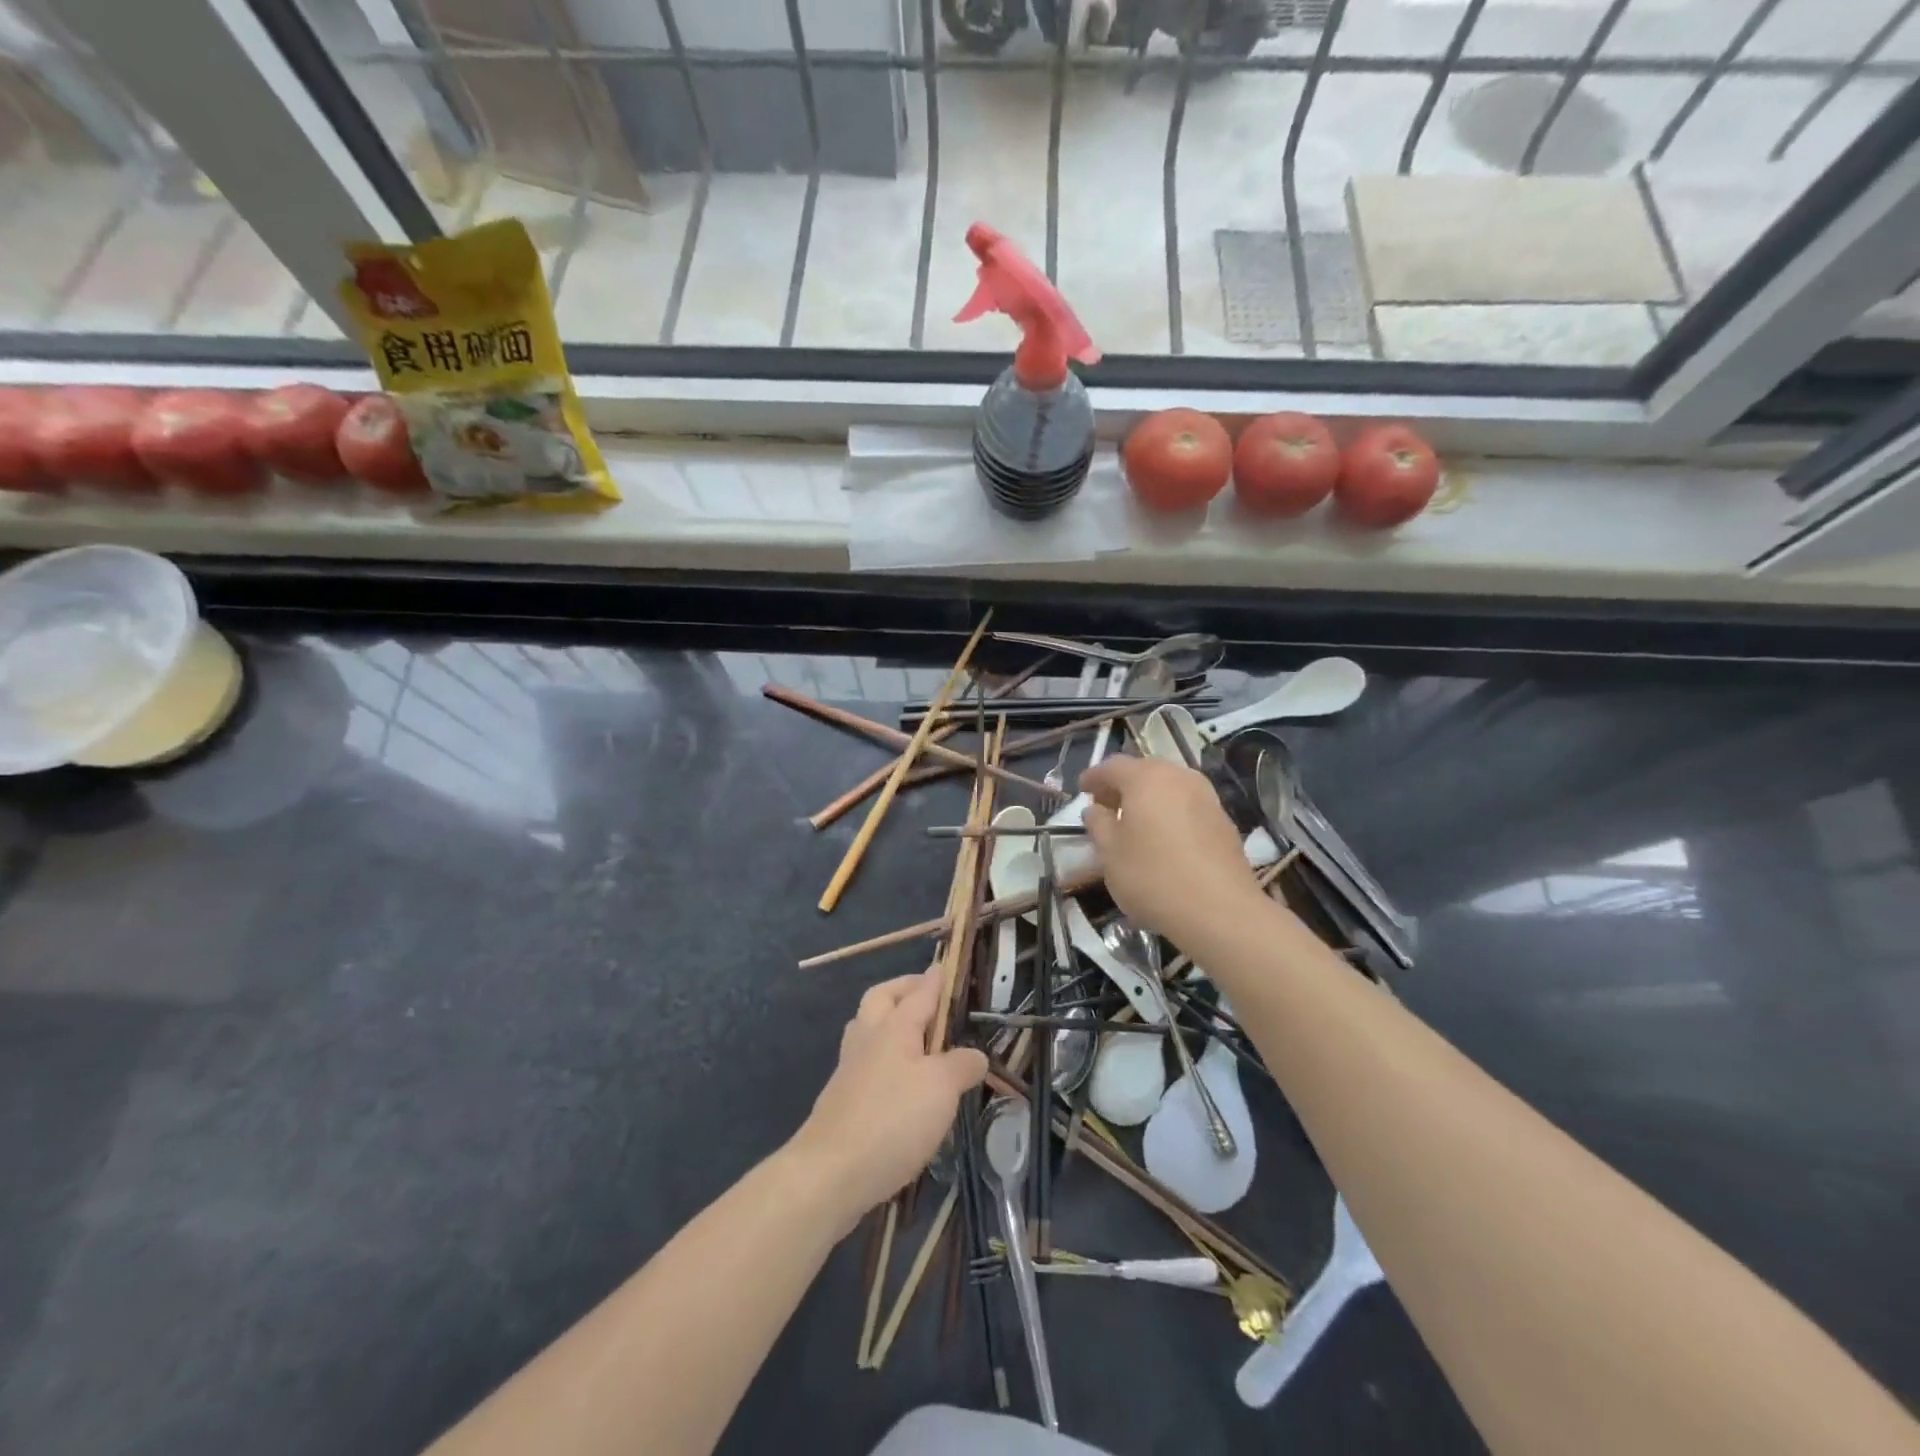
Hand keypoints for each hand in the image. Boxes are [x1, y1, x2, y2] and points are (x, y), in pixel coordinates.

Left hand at [790, 968, 986, 1232]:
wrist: (829, 1173)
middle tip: (928, 996)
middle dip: (904, 989)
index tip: (945, 966)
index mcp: (893, 1025)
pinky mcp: (841, 1098)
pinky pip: (864, 1061)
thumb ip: (962, 1065)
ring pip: (867, 1027)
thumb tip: (975, 1055)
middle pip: (881, 998)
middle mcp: (868, 1037)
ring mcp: (849, 1068)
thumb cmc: (892, 1120)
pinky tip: (899, 1080)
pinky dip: (883, 1056)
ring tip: (916, 1036)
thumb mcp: (941, 1089)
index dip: (936, 979)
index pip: (920, 991)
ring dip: (889, 1021)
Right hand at [1080, 756, 1261, 940]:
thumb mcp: (1110, 853)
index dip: (1094, 777)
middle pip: (1144, 771)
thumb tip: (1096, 810)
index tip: (1082, 790)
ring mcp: (1206, 797)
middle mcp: (1179, 777)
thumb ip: (1099, 824)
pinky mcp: (1223, 820)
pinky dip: (1170, 812)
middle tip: (1106, 807)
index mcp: (1146, 778)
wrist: (1220, 911)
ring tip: (1134, 823)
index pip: (1112, 766)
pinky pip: (1187, 805)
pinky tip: (1163, 838)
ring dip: (1148, 798)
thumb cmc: (1153, 877)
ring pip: (1169, 787)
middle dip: (1122, 785)